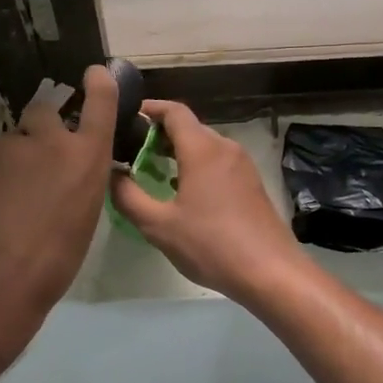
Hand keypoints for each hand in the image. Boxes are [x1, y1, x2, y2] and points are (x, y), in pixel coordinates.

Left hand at [0, 65, 117, 318]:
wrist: (1, 279)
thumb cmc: (58, 258)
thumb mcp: (87, 213)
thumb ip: (80, 177)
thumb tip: (68, 168)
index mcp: (87, 157)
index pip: (100, 103)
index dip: (99, 83)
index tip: (94, 72)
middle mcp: (51, 140)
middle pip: (45, 110)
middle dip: (43, 125)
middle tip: (38, 158)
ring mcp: (10, 146)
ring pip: (13, 140)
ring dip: (15, 158)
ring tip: (10, 197)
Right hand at [110, 99, 305, 304]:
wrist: (271, 273)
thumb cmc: (211, 245)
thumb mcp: (159, 226)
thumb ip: (128, 197)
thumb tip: (110, 174)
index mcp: (202, 149)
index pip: (174, 111)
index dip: (149, 109)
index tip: (126, 118)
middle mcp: (225, 148)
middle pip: (189, 127)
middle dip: (158, 133)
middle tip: (129, 150)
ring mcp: (242, 166)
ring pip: (204, 146)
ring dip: (177, 152)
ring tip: (149, 170)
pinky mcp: (251, 184)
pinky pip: (217, 163)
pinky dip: (195, 166)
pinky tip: (180, 191)